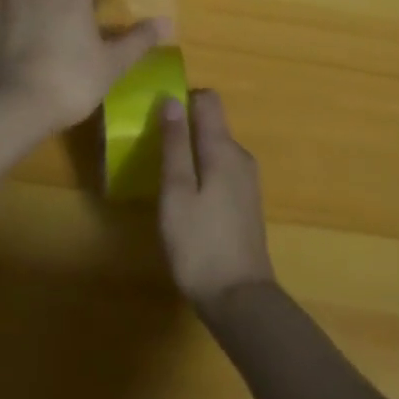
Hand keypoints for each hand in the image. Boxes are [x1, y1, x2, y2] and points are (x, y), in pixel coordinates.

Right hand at [158, 90, 275, 312]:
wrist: (240, 299)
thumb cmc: (200, 244)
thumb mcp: (177, 192)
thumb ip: (175, 144)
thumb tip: (171, 99)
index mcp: (224, 148)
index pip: (208, 100)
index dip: (182, 99)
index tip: (156, 115)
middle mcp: (240, 157)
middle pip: (212, 123)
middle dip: (183, 127)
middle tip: (152, 150)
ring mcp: (247, 181)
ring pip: (215, 148)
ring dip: (191, 152)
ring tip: (164, 176)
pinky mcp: (245, 202)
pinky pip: (220, 169)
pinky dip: (202, 171)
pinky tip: (185, 198)